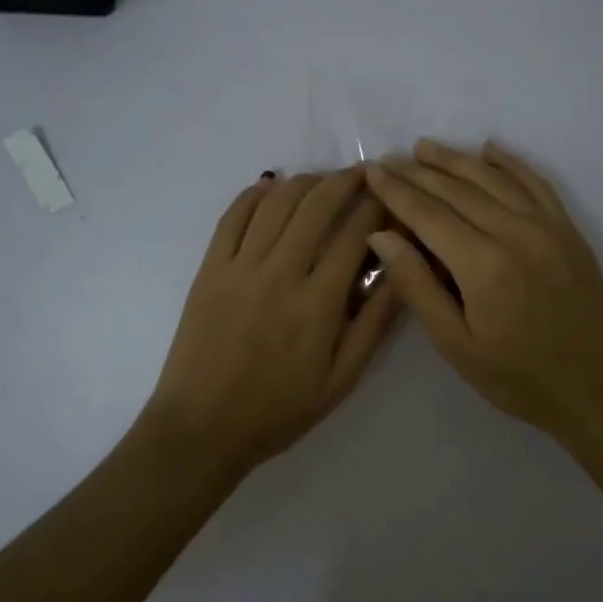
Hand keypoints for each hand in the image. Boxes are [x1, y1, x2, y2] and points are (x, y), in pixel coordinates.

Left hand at [141, 168, 401, 477]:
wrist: (202, 428)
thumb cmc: (278, 410)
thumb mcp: (341, 380)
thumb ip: (374, 325)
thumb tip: (400, 274)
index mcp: (318, 302)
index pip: (355, 233)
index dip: (377, 205)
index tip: (390, 193)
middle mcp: (280, 272)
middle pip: (316, 205)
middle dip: (345, 180)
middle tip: (363, 173)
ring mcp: (240, 266)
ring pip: (276, 203)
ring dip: (304, 182)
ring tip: (323, 179)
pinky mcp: (210, 268)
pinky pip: (232, 217)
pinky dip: (254, 194)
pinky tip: (271, 186)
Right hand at [364, 140, 602, 446]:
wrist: (600, 390)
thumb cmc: (519, 378)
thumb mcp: (456, 346)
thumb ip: (417, 286)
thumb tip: (381, 235)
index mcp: (483, 265)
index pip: (428, 213)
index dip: (396, 191)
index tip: (371, 172)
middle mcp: (516, 232)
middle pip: (457, 189)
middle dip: (418, 171)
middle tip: (389, 158)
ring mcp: (548, 226)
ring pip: (494, 178)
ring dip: (456, 159)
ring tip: (425, 147)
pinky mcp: (569, 230)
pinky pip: (536, 182)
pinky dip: (511, 162)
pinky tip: (490, 149)